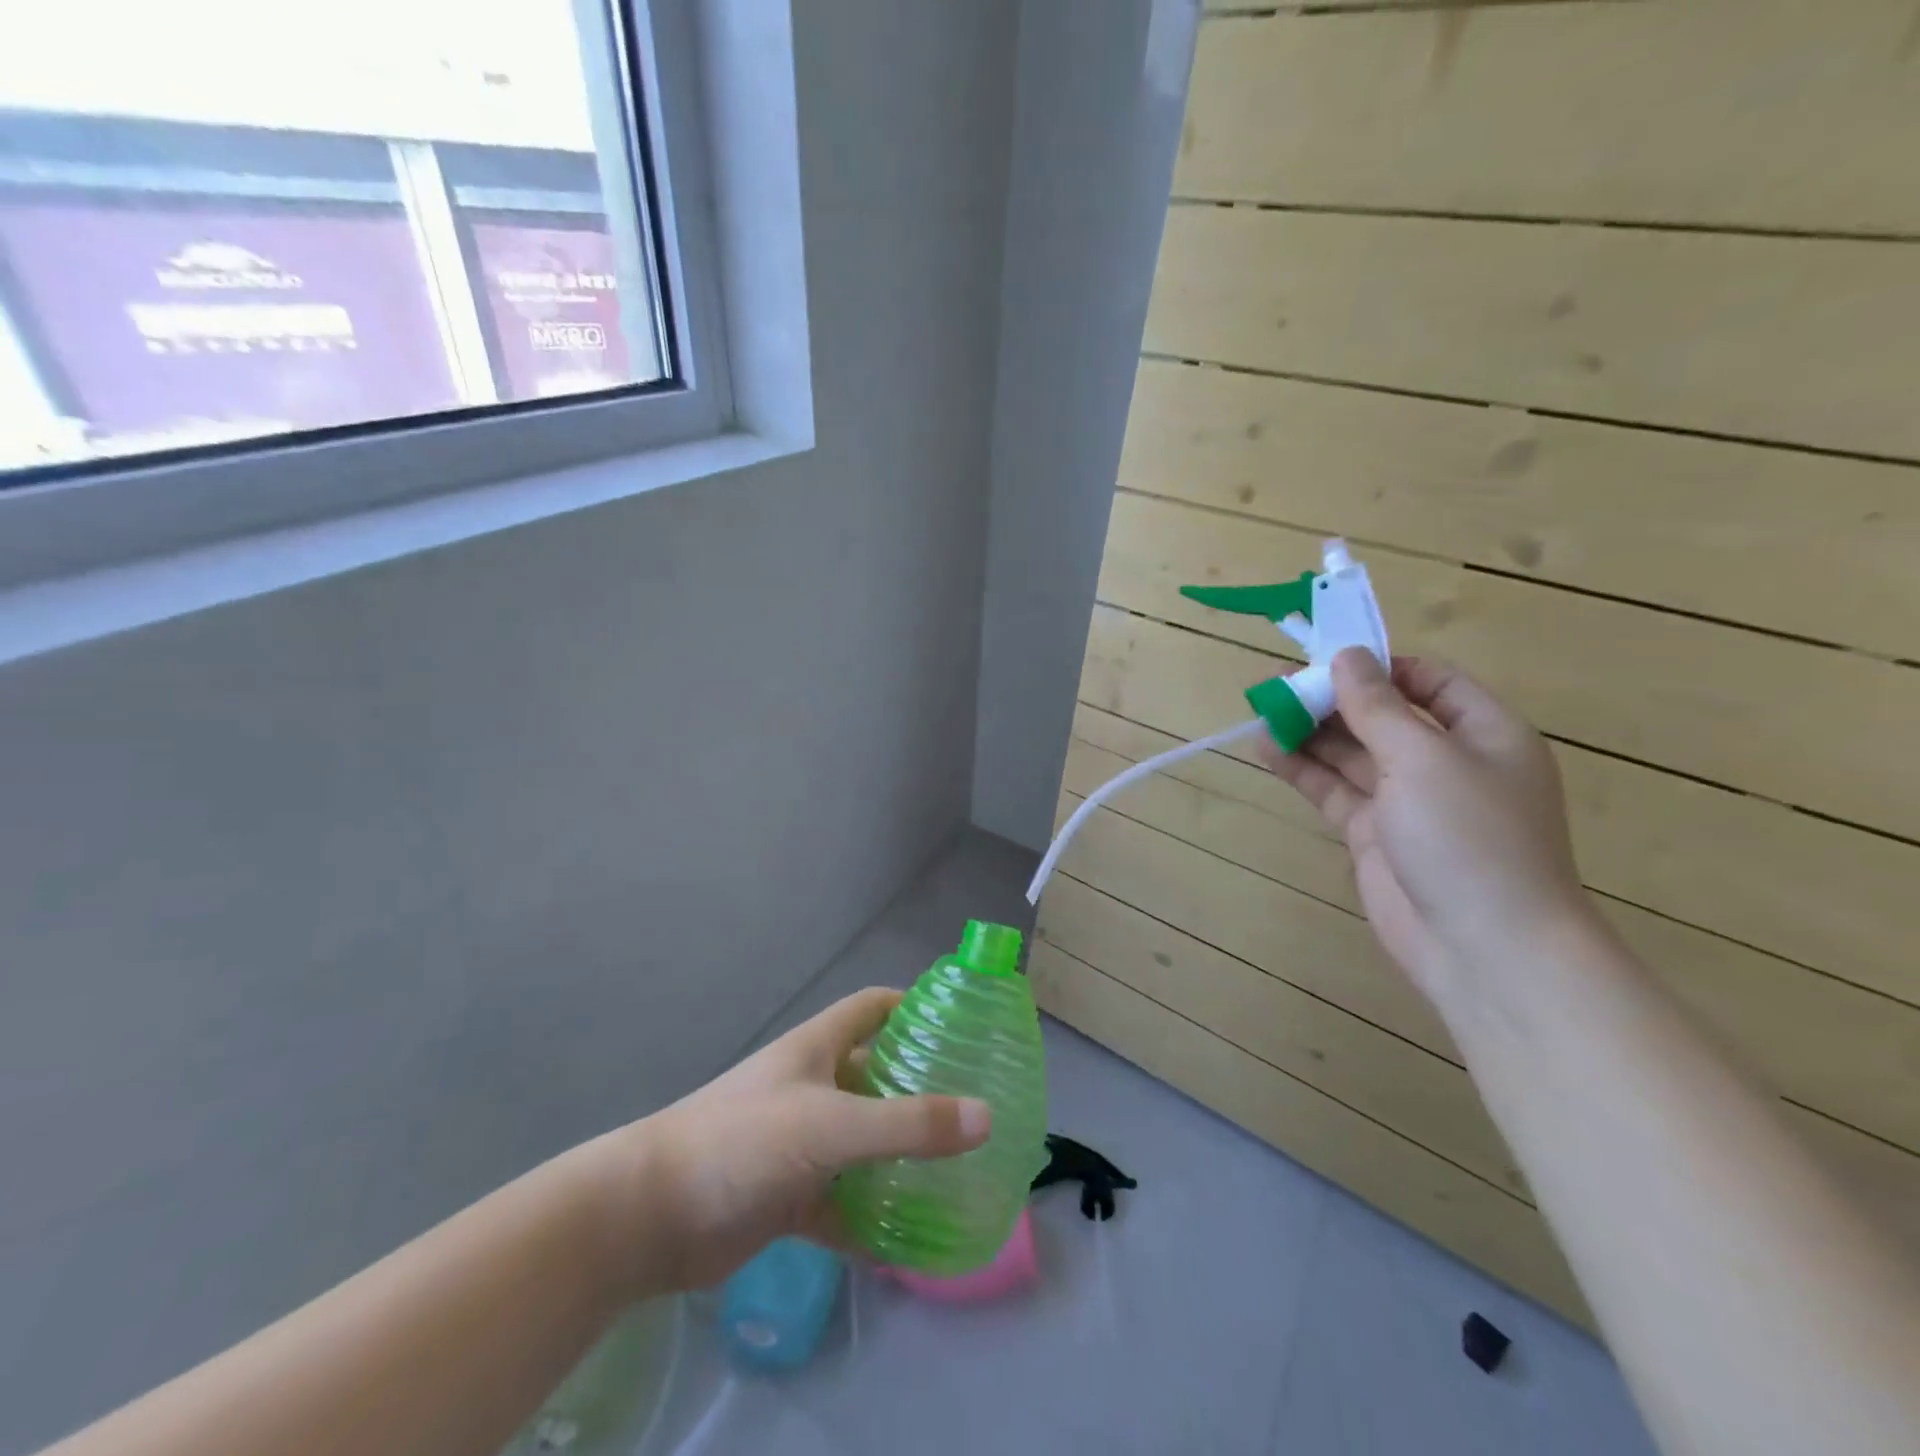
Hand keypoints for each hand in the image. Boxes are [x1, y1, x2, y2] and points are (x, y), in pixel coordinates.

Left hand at [609, 988, 990, 1291]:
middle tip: (975, 1108)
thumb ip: (908, 1123)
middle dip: (919, 1089)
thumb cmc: (744, 1141)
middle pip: (876, 1076)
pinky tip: (910, 1239)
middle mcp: (813, 1087)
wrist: (651, 1215)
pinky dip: (871, 1218)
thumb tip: (986, 1117)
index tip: (959, 1022)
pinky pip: (843, 1202)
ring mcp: (800, 1142)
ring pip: (863, 1142)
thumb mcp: (831, 1125)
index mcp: (818, 1049)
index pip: (872, 1008)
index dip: (912, 1006)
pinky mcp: (789, 1195)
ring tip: (957, 1170)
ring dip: (900, 1156)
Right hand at [1259, 650, 1590, 1013]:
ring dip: (1312, 733)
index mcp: (1483, 734)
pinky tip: (1269, 750)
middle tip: (1279, 686)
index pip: (1431, 682)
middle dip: (1334, 700)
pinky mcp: (1375, 835)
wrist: (1484, 948)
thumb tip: (1347, 656)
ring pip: (1353, 754)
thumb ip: (1378, 706)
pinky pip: (1335, 790)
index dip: (1382, 667)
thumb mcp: (1423, 758)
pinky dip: (1304, 769)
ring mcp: (1408, 802)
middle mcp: (1447, 762)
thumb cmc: (1469, 837)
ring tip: (1264, 712)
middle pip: (1383, 716)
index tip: (1328, 659)